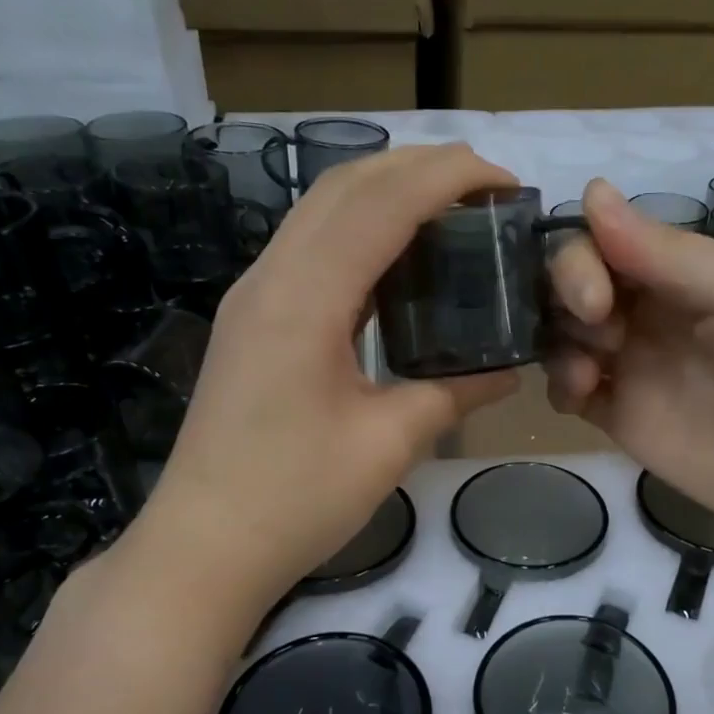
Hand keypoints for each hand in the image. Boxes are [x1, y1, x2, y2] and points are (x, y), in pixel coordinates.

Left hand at [125, 145, 536, 611]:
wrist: (204, 546)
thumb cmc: (296, 500)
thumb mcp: (389, 444)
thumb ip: (453, 392)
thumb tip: (509, 370)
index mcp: (304, 298)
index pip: (383, 202)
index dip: (449, 176)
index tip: (508, 184)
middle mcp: (271, 278)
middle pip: (344, 185)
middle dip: (418, 167)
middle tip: (487, 190)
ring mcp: (253, 297)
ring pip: (321, 211)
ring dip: (386, 193)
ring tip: (451, 212)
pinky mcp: (252, 322)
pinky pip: (310, 250)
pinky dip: (360, 233)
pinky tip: (398, 262)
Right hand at [544, 180, 713, 542]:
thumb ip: (664, 251)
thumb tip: (591, 191)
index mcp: (679, 273)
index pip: (603, 242)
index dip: (582, 259)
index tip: (596, 295)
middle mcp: (646, 312)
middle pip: (573, 284)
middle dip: (568, 296)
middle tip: (601, 328)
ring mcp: (629, 366)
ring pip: (561, 334)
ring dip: (559, 342)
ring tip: (590, 375)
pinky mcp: (618, 417)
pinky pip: (566, 390)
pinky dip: (559, 386)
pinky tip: (583, 396)